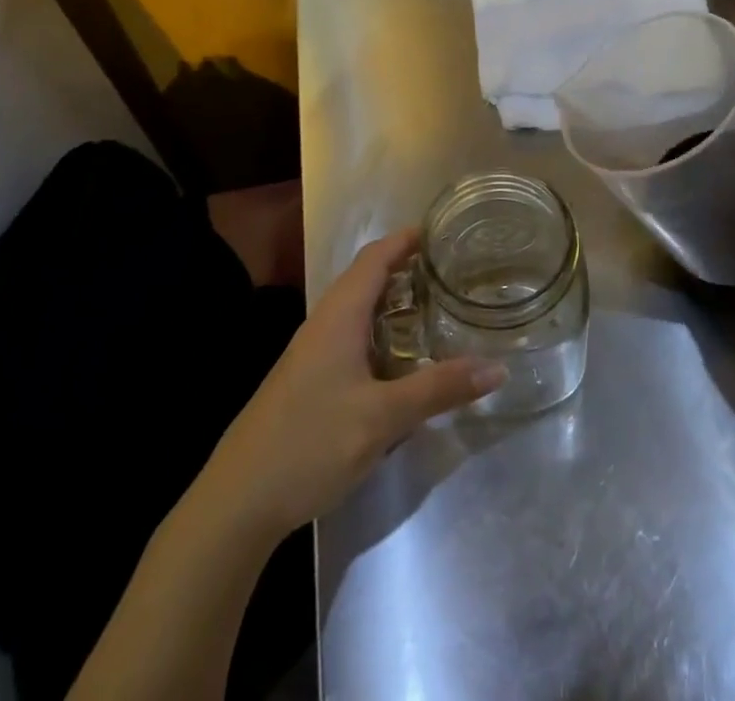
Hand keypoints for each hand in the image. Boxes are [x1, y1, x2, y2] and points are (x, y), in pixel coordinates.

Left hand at [200, 231, 505, 539]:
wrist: (237, 502)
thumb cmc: (310, 443)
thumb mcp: (382, 418)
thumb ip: (438, 389)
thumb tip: (497, 368)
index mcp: (339, 315)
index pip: (375, 256)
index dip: (407, 239)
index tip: (444, 231)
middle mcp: (324, 323)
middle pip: (367, 278)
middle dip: (407, 268)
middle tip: (452, 271)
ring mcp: (312, 352)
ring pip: (358, 310)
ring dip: (393, 301)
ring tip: (436, 307)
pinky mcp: (308, 380)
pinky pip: (351, 337)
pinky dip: (381, 332)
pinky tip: (401, 358)